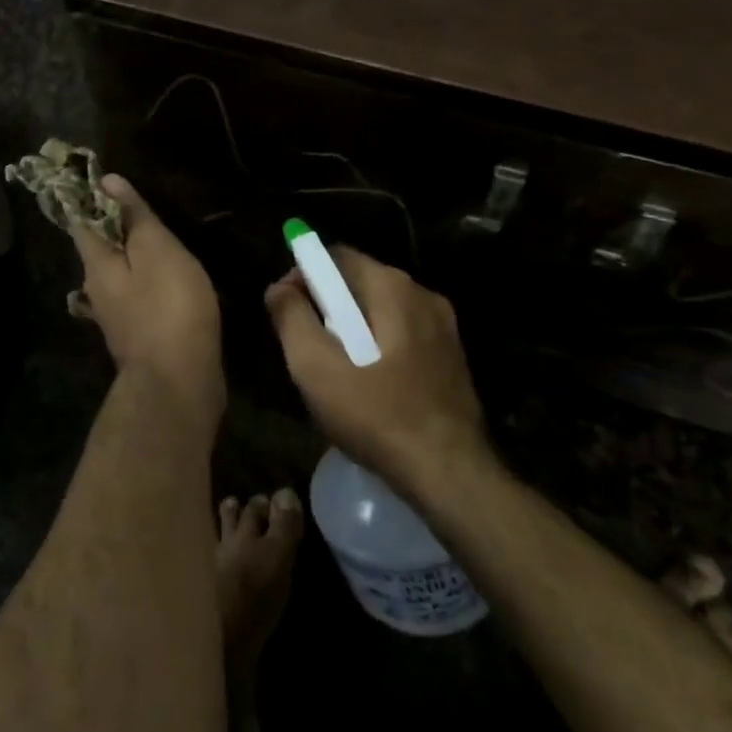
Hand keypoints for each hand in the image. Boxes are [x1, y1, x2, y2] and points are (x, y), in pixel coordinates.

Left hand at [71, 175, 225, 428]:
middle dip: (116, 227)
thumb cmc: (169, 307)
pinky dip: (150, 283)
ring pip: (121, 275)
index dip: (92, 197)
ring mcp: (117, 317)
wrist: (179, 384)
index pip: (83, 220)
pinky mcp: (139, 336)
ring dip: (136, 256)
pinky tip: (170, 281)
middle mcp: (98, 290)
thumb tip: (106, 180)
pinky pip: (139, 297)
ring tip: (162, 240)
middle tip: (143, 206)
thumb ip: (134, 216)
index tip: (105, 178)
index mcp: (97, 264)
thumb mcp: (156, 250)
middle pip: (101, 249)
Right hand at [265, 247, 493, 501]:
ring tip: (333, 371)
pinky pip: (402, 335)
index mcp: (392, 287)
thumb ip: (292, 319)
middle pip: (359, 283)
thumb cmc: (377, 416)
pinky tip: (368, 387)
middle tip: (305, 346)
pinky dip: (377, 348)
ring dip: (351, 330)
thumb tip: (279, 287)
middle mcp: (423, 295)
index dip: (303, 275)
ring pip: (381, 312)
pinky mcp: (453, 358)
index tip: (285, 309)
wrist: (450, 474)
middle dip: (326, 305)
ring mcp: (443, 327)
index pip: (336, 257)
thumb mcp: (316, 368)